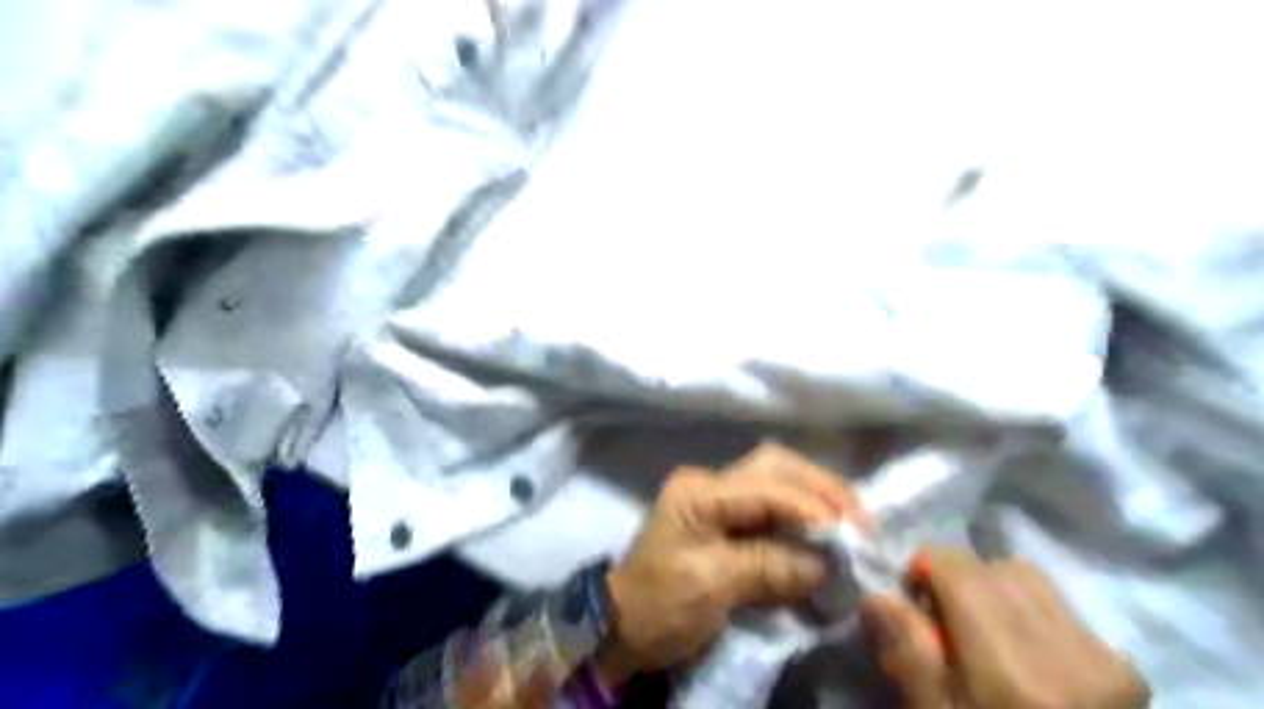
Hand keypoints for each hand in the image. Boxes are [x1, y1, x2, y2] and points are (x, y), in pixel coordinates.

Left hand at [599, 442, 863, 687]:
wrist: (622, 624)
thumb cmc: (660, 604)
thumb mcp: (712, 585)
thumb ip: (768, 566)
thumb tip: (824, 564)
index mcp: (700, 492)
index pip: (766, 487)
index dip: (810, 508)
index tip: (850, 536)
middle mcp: (709, 482)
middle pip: (774, 465)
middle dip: (820, 488)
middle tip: (859, 518)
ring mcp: (716, 496)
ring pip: (776, 478)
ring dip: (815, 496)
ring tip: (850, 522)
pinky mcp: (724, 516)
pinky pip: (771, 503)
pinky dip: (801, 513)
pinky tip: (823, 528)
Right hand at [866, 549, 1151, 708]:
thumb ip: (908, 655)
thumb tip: (877, 595)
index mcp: (1010, 672)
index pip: (958, 568)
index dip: (924, 570)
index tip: (913, 599)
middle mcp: (1065, 653)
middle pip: (990, 566)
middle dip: (957, 580)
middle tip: (943, 621)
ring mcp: (1103, 659)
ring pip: (1027, 577)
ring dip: (993, 590)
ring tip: (982, 632)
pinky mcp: (1124, 667)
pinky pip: (1058, 604)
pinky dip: (1026, 611)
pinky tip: (1021, 652)